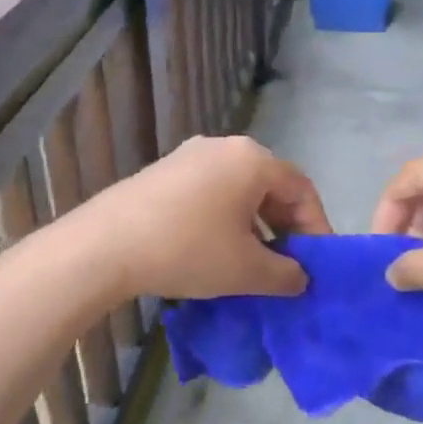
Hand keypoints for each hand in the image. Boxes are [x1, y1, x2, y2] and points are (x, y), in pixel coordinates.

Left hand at [83, 135, 331, 299]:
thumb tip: (300, 277)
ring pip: (239, 189)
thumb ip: (286, 274)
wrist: (104, 246)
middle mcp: (224, 147)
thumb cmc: (188, 250)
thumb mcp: (246, 271)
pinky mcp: (164, 171)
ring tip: (253, 262)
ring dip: (255, 224)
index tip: (318, 263)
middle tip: (288, 263)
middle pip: (270, 185)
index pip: (301, 189)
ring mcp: (189, 156)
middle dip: (285, 226)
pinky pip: (210, 191)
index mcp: (252, 160)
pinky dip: (225, 218)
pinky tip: (215, 249)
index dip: (316, 227)